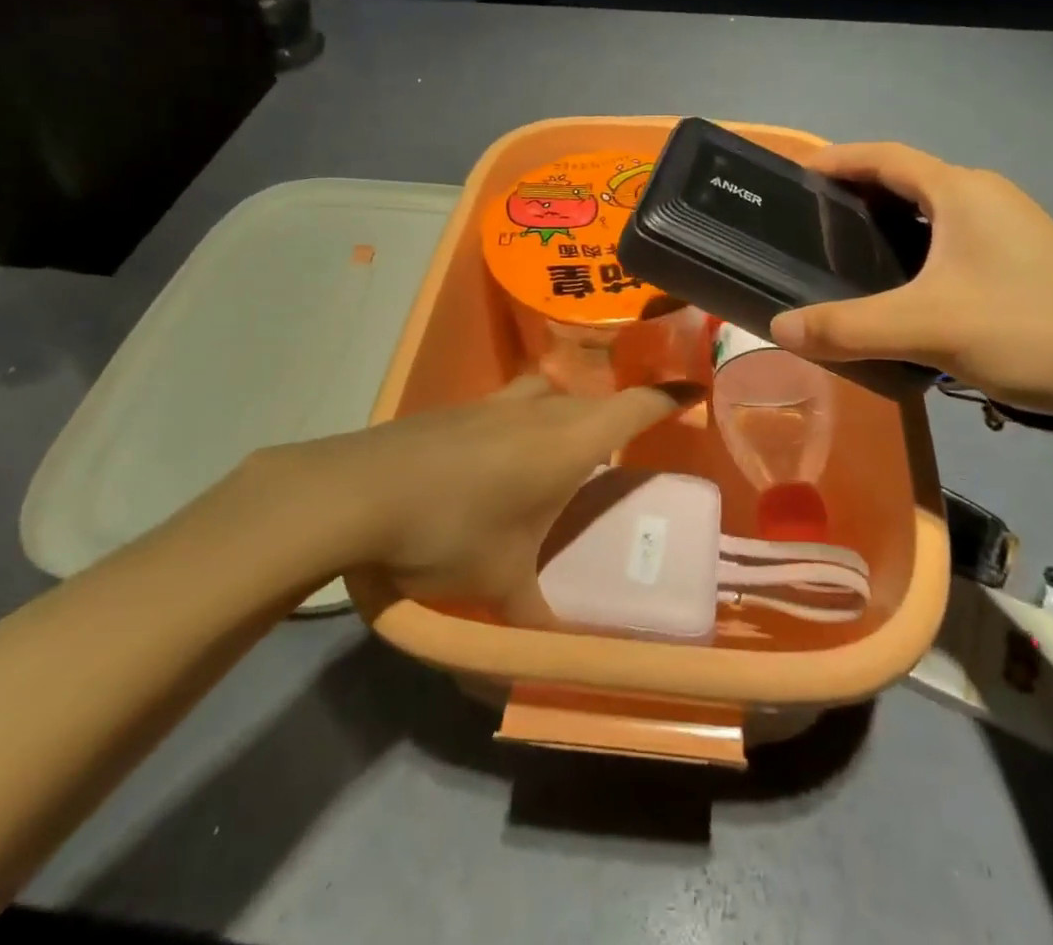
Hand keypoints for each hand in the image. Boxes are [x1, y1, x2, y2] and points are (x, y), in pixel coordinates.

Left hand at [245, 376, 684, 619]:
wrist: (357, 491)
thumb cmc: (449, 531)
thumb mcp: (500, 583)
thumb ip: (535, 620)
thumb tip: (558, 660)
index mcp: (567, 440)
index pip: (634, 406)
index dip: (669, 397)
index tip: (695, 392)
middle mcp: (537, 410)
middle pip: (592, 398)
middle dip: (618, 412)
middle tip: (629, 441)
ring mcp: (492, 403)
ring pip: (548, 392)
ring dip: (565, 409)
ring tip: (567, 444)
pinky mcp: (456, 409)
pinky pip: (509, 404)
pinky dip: (523, 418)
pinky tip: (503, 454)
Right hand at [769, 143, 1052, 430]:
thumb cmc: (1031, 330)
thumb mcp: (928, 328)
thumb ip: (848, 327)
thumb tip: (778, 327)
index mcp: (961, 192)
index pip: (883, 156)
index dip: (836, 160)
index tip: (793, 176)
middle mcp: (986, 197)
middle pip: (905, 180)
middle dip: (855, 194)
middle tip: (809, 224)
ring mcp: (1011, 229)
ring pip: (931, 214)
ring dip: (887, 225)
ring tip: (844, 256)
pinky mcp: (1024, 262)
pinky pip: (952, 241)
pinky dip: (915, 251)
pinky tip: (902, 291)